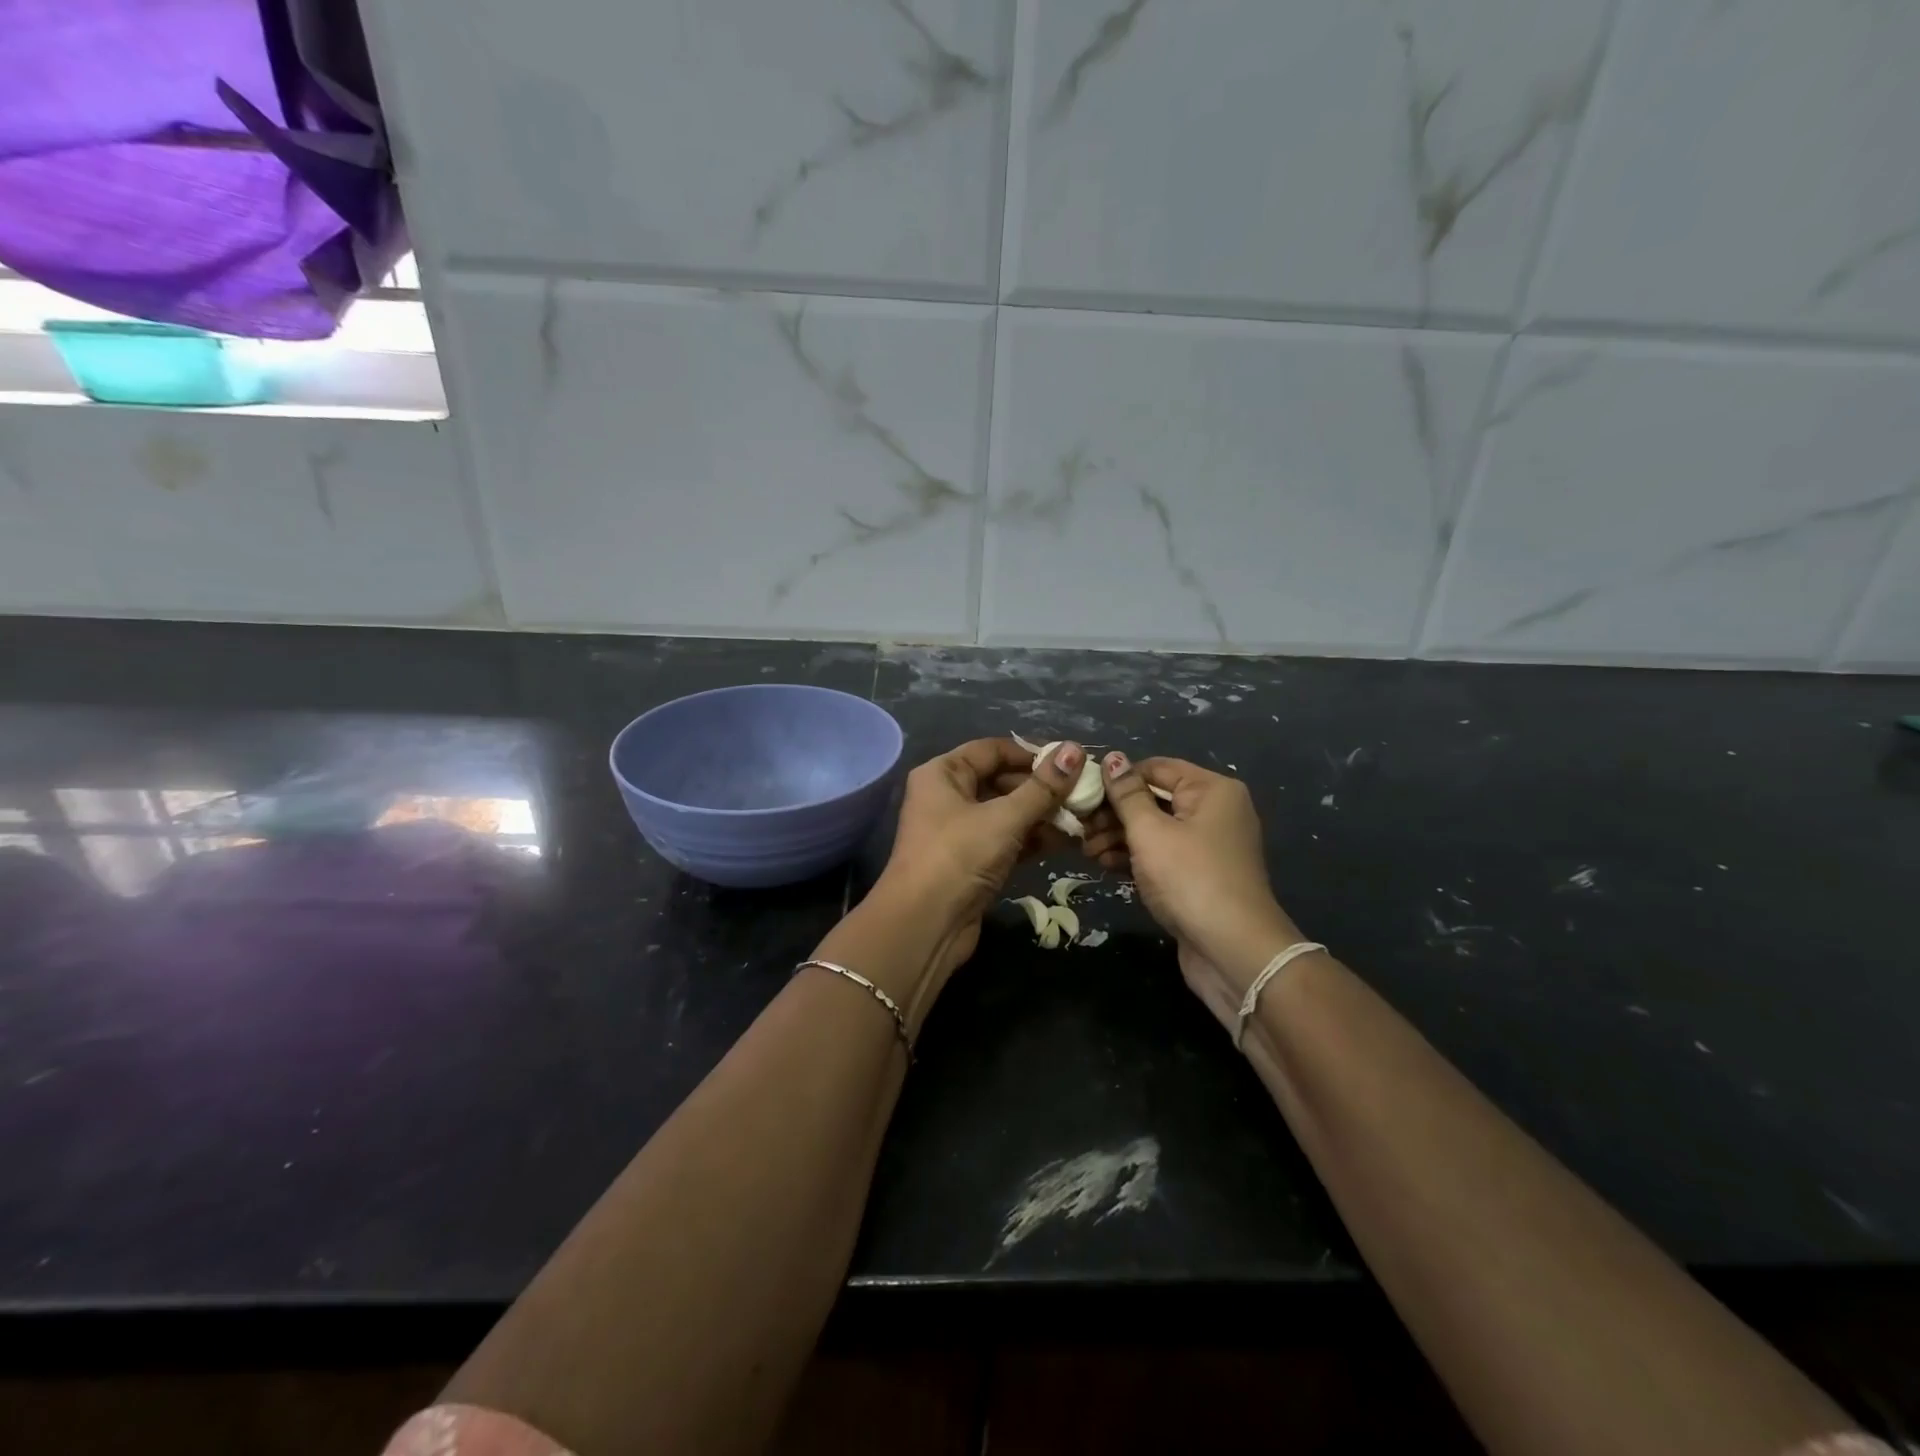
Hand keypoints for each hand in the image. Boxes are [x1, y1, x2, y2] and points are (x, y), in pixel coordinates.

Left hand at [871, 737, 1084, 981]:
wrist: (924, 926)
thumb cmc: (959, 857)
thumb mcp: (1004, 818)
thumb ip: (1043, 787)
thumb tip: (1075, 750)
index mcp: (943, 774)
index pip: (991, 750)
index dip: (1031, 753)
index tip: (1070, 761)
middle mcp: (947, 797)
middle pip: (1001, 780)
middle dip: (1041, 788)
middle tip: (1083, 792)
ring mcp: (959, 832)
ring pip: (1007, 813)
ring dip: (1042, 815)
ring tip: (1083, 817)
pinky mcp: (972, 862)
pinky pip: (1007, 840)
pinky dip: (1033, 839)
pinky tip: (1067, 841)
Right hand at [1090, 753, 1304, 1035]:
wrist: (1233, 951)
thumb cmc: (1190, 879)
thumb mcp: (1151, 832)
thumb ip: (1127, 794)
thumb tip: (1112, 757)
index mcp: (1211, 790)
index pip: (1155, 768)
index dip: (1117, 778)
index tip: (1081, 794)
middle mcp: (1214, 811)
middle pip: (1154, 799)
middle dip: (1114, 812)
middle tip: (1079, 828)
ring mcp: (1207, 846)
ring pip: (1154, 829)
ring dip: (1118, 837)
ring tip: (1086, 850)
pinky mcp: (1198, 876)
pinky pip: (1161, 855)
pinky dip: (1134, 857)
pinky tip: (1103, 864)